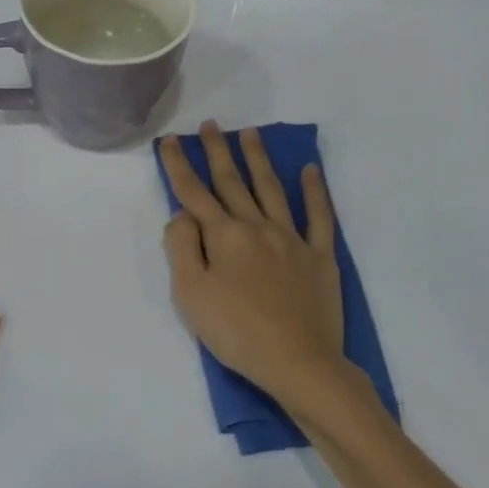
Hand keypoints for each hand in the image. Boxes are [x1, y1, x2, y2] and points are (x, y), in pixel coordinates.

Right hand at [160, 122, 347, 407]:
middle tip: (210, 125)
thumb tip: (183, 214)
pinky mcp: (320, 257)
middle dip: (218, 152)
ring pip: (272, 189)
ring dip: (259, 159)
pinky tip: (310, 170)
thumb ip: (181, 248)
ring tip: (250, 133)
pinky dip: (315, 191)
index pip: (194, 193)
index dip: (178, 166)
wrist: (299, 362)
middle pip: (233, 182)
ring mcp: (292, 239)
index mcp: (224, 236)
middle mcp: (257, 227)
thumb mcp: (190, 294)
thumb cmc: (236, 332)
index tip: (168, 141)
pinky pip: (319, 216)